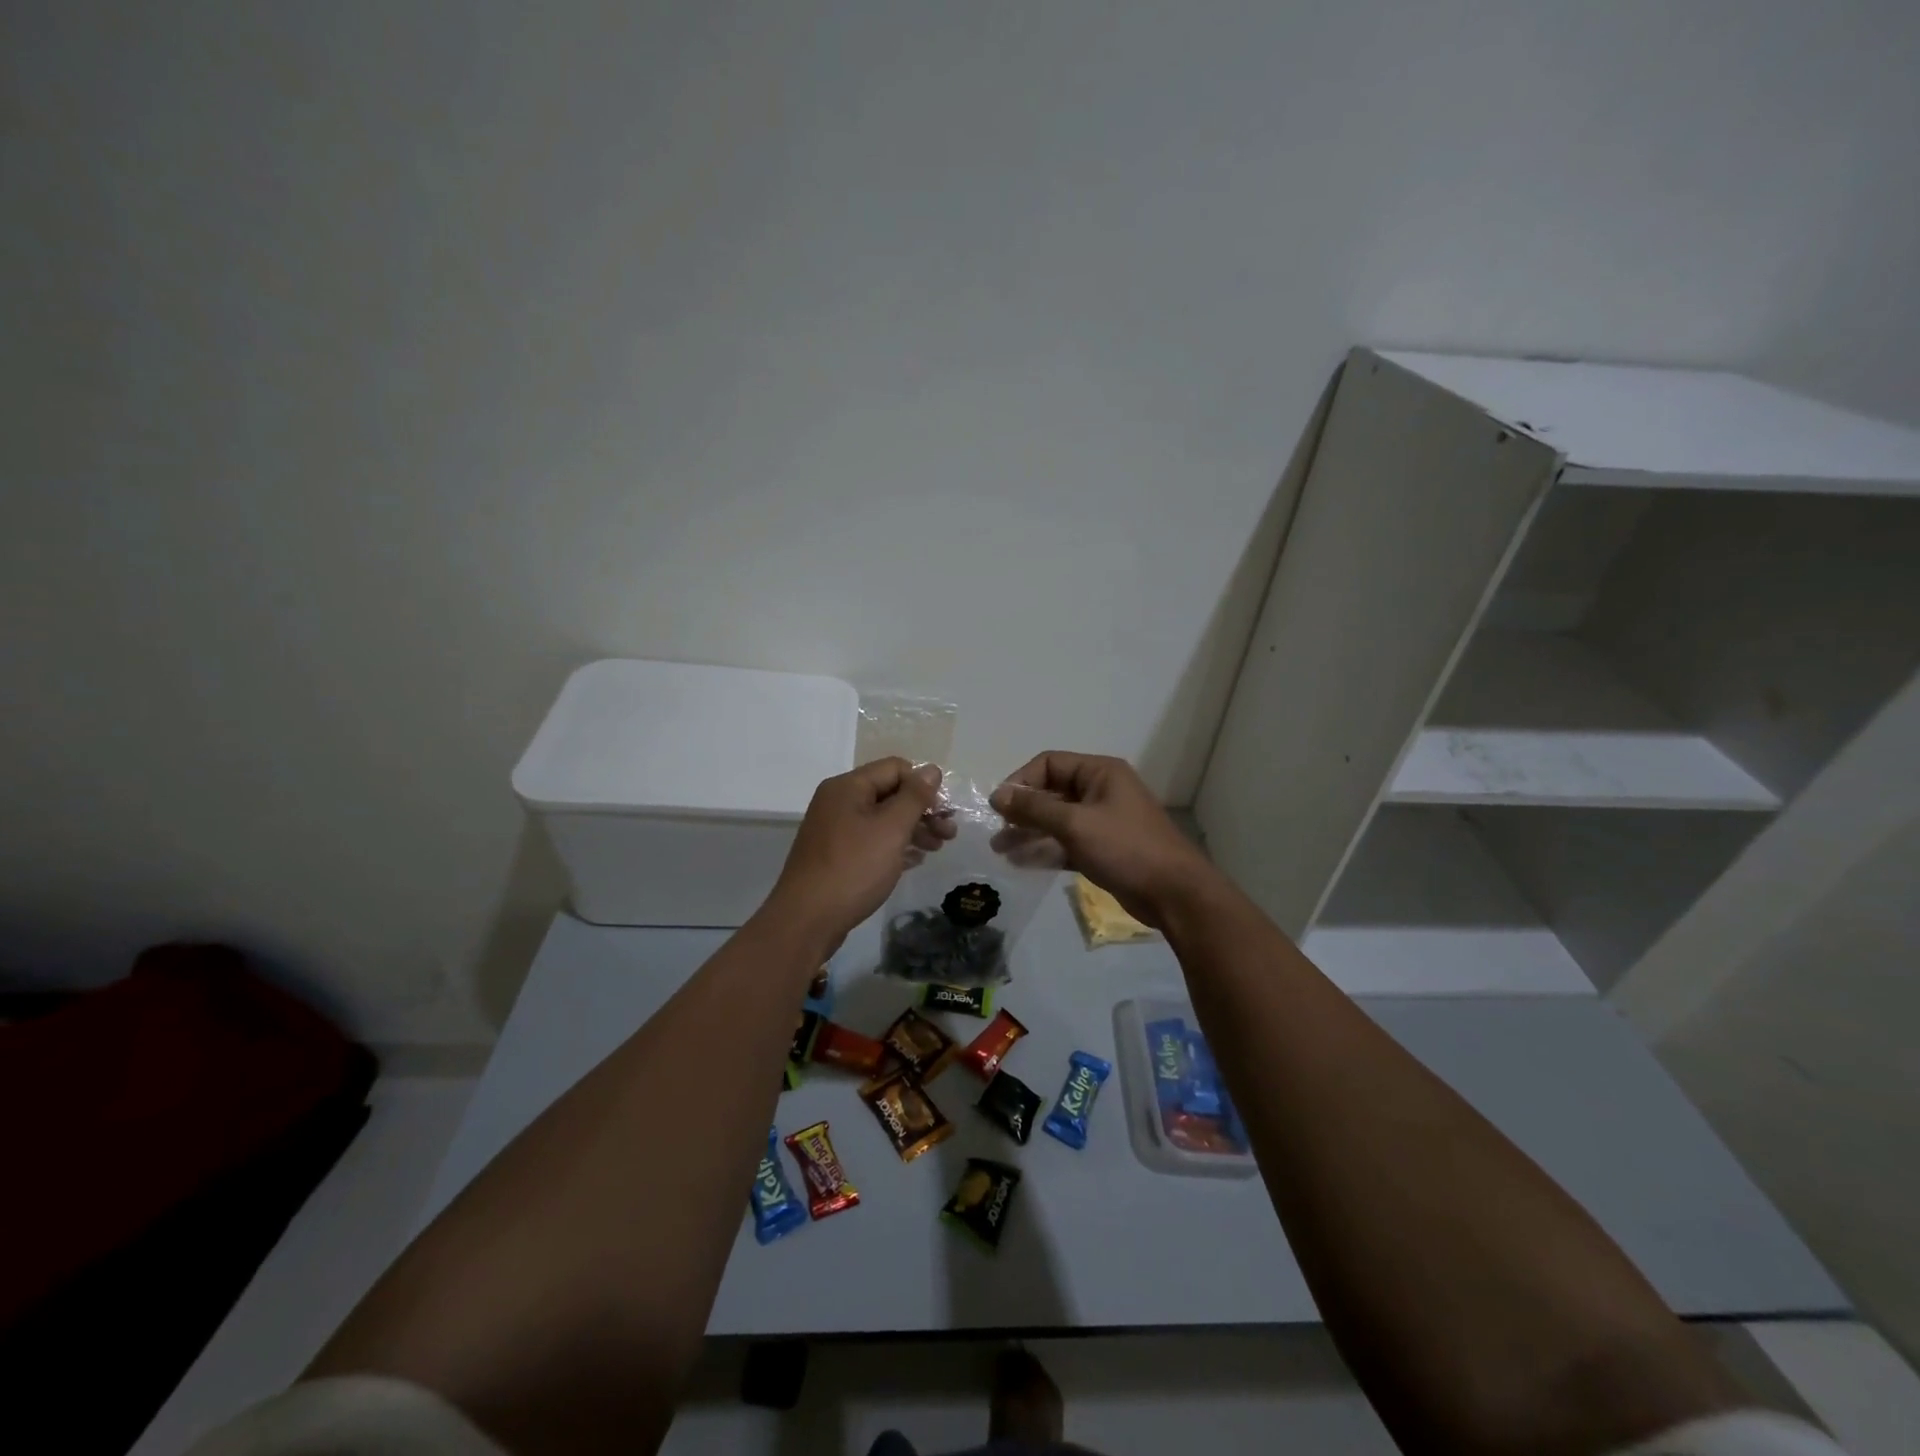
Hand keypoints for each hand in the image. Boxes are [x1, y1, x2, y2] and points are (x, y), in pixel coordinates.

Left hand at [763, 758, 944, 948]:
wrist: (806, 920)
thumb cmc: (853, 868)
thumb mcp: (891, 829)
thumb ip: (914, 797)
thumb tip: (931, 770)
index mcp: (848, 787)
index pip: (895, 768)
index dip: (923, 785)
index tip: (944, 811)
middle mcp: (839, 801)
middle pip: (890, 793)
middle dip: (922, 810)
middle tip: (949, 833)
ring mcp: (835, 829)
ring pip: (882, 819)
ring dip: (913, 828)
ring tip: (937, 848)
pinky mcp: (836, 855)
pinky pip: (872, 840)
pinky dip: (895, 846)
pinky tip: (915, 860)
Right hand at [990, 752, 1216, 929]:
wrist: (1174, 894)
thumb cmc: (1125, 848)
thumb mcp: (1075, 824)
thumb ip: (1034, 808)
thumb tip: (997, 795)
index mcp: (1100, 772)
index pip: (1049, 764)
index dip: (1021, 781)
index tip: (999, 806)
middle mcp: (1101, 791)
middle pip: (1051, 792)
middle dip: (1022, 811)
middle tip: (996, 832)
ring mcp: (1103, 821)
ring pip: (1057, 820)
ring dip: (1029, 832)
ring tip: (1000, 850)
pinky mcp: (1103, 849)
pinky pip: (1067, 842)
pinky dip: (1046, 849)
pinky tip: (1021, 862)